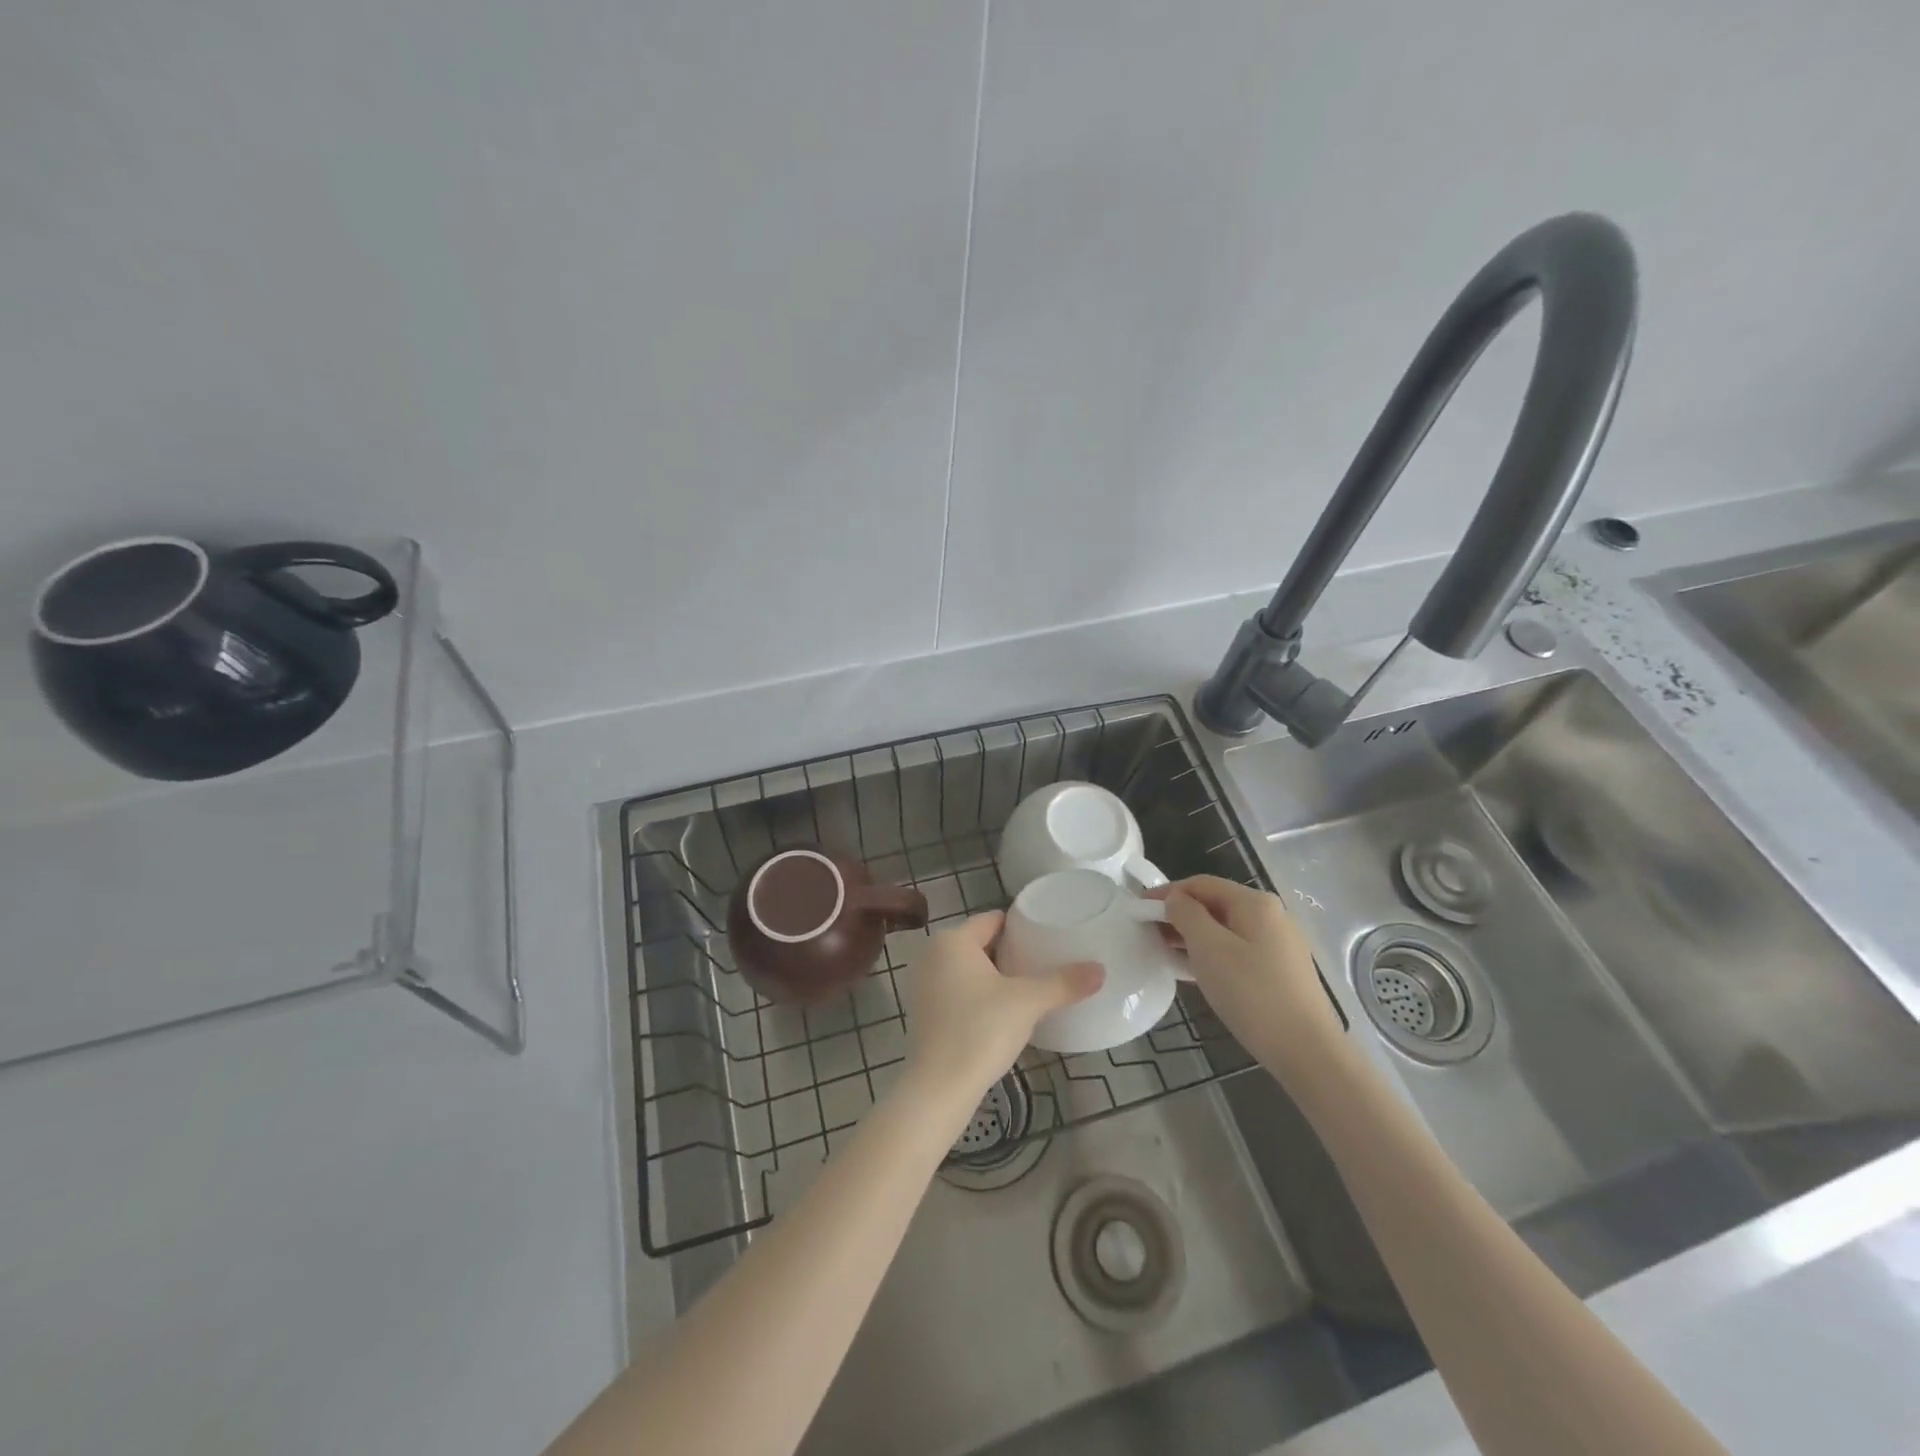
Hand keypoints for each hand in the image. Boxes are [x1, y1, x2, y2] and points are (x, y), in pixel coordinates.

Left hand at [900, 912, 1102, 1101]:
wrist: (940, 1087)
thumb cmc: (981, 1029)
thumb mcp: (1028, 1002)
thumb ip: (1064, 983)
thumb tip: (1100, 970)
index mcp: (952, 940)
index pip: (992, 920)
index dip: (1020, 926)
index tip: (1047, 936)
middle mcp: (932, 954)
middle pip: (979, 942)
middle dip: (1009, 952)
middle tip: (1043, 962)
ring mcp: (923, 984)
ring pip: (967, 968)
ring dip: (994, 974)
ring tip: (1028, 985)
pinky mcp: (924, 1011)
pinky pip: (956, 989)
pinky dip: (977, 993)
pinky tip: (1001, 1010)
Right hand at [1154, 875, 1342, 1074]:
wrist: (1307, 1051)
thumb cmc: (1252, 993)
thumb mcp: (1209, 949)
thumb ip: (1186, 915)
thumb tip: (1174, 898)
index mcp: (1255, 903)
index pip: (1201, 884)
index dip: (1167, 892)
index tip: (1139, 908)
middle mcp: (1270, 916)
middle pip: (1214, 905)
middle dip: (1178, 915)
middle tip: (1147, 933)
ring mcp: (1278, 944)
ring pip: (1224, 930)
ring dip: (1192, 937)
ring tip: (1162, 952)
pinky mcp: (1279, 971)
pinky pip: (1236, 950)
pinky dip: (1210, 954)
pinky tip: (1192, 971)